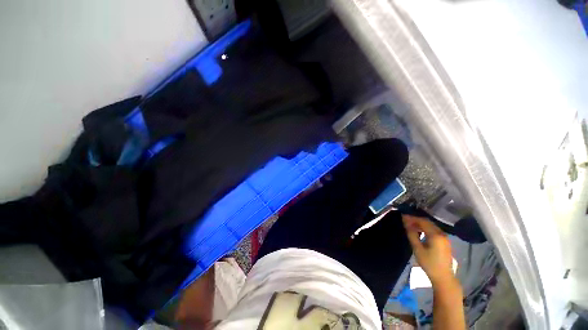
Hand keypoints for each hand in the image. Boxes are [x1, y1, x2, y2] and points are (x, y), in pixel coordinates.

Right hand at [402, 215, 453, 284]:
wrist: (443, 277)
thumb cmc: (429, 263)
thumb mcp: (417, 248)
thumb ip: (411, 234)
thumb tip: (406, 222)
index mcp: (436, 235)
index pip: (422, 221)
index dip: (412, 218)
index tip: (402, 217)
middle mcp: (442, 234)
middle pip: (428, 222)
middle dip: (416, 220)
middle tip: (405, 220)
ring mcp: (445, 237)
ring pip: (431, 225)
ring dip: (420, 224)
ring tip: (410, 225)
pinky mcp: (445, 241)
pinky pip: (434, 230)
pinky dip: (426, 228)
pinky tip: (419, 231)